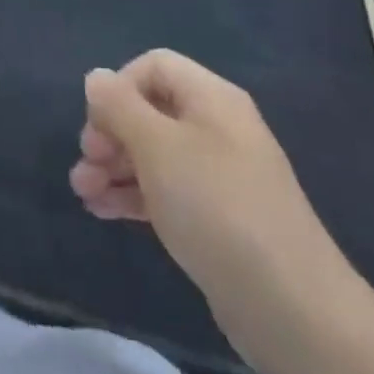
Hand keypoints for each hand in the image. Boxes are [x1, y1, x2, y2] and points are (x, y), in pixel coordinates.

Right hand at [69, 50, 352, 335]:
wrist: (290, 307)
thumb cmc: (216, 206)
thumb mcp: (157, 146)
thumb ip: (119, 106)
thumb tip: (96, 77)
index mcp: (211, 98)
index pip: (154, 66)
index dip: (118, 87)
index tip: (97, 124)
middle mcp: (217, 128)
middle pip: (150, 111)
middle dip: (109, 133)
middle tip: (87, 164)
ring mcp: (219, 175)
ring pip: (153, 154)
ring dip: (113, 167)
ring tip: (83, 194)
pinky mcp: (217, 219)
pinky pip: (166, 190)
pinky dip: (132, 195)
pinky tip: (102, 211)